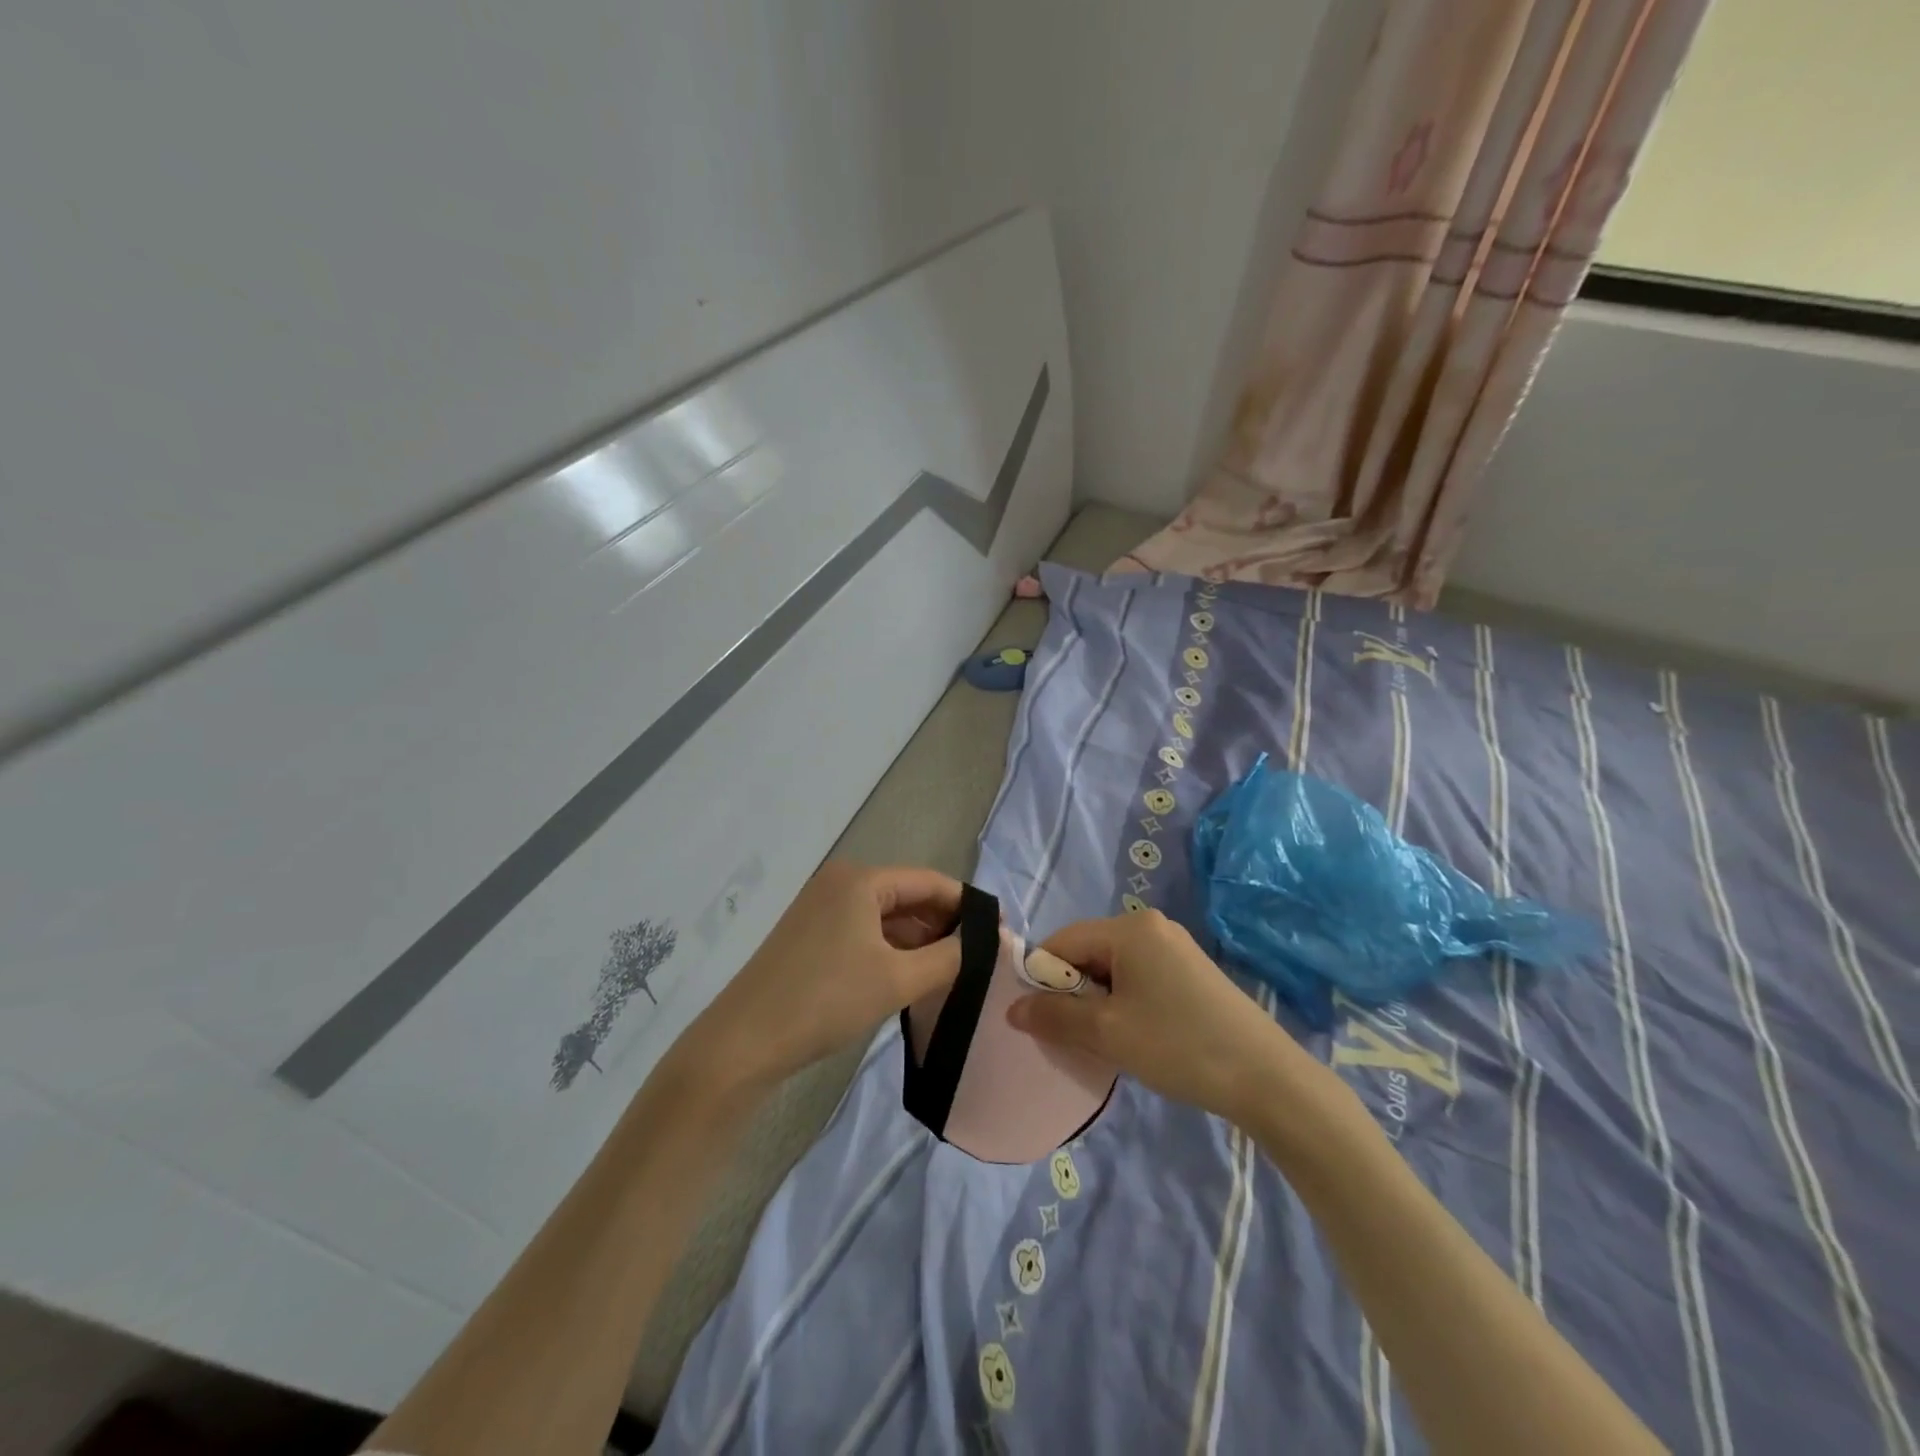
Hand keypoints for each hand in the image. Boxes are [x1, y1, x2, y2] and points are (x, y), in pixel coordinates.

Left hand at [680, 862, 964, 1093]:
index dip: (967, 906)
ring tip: (952, 972)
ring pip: (886, 918)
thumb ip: (949, 957)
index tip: (999, 933)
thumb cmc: (826, 1000)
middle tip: (978, 958)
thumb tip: (988, 942)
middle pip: (908, 897)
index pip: (930, 881)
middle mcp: (840, 883)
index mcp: (861, 880)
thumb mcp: (897, 979)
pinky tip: (911, 977)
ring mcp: (821, 909)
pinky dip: (891, 950)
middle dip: (944, 925)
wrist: (743, 1042)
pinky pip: (864, 933)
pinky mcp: (810, 936)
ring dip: (918, 941)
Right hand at [1007, 909, 1299, 1121]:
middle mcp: (1150, 926)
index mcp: (1129, 928)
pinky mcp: (1190, 971)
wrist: (1266, 1078)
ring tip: (1106, 1041)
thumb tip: (1013, 1009)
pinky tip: (1135, 1036)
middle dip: (1072, 992)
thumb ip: (1054, 1017)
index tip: (1040, 1020)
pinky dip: (1123, 1002)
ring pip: (1112, 968)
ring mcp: (1174, 947)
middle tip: (1074, 1036)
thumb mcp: (1108, 1034)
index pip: (1063, 941)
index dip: (1043, 978)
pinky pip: (1138, 977)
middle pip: (1088, 952)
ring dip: (1098, 1001)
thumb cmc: (1179, 1045)